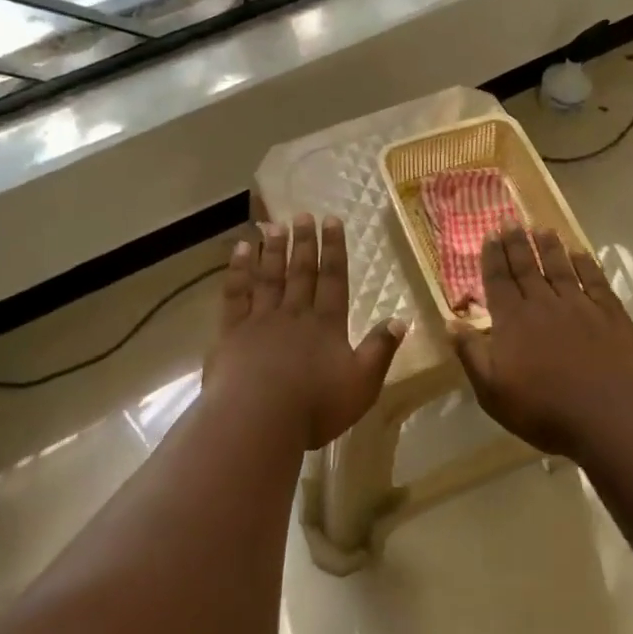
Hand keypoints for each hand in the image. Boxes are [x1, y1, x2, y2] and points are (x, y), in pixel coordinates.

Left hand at [206, 214, 407, 449]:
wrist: (257, 419)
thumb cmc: (314, 406)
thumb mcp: (362, 384)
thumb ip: (380, 350)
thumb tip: (400, 320)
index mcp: (326, 325)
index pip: (333, 278)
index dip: (334, 249)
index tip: (332, 220)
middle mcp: (294, 314)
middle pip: (301, 271)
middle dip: (304, 242)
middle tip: (303, 214)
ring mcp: (261, 320)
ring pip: (269, 277)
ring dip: (273, 250)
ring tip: (274, 225)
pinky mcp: (231, 332)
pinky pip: (236, 293)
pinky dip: (238, 270)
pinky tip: (240, 250)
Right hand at [453, 226, 632, 457]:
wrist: (610, 416)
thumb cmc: (544, 410)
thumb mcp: (492, 391)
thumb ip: (472, 354)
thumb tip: (450, 323)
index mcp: (512, 321)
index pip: (498, 280)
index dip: (493, 257)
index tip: (490, 234)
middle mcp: (543, 304)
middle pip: (526, 268)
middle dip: (517, 243)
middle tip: (511, 221)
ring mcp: (580, 306)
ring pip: (560, 268)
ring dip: (550, 247)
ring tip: (543, 229)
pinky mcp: (611, 315)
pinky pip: (595, 281)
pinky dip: (587, 265)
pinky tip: (581, 253)